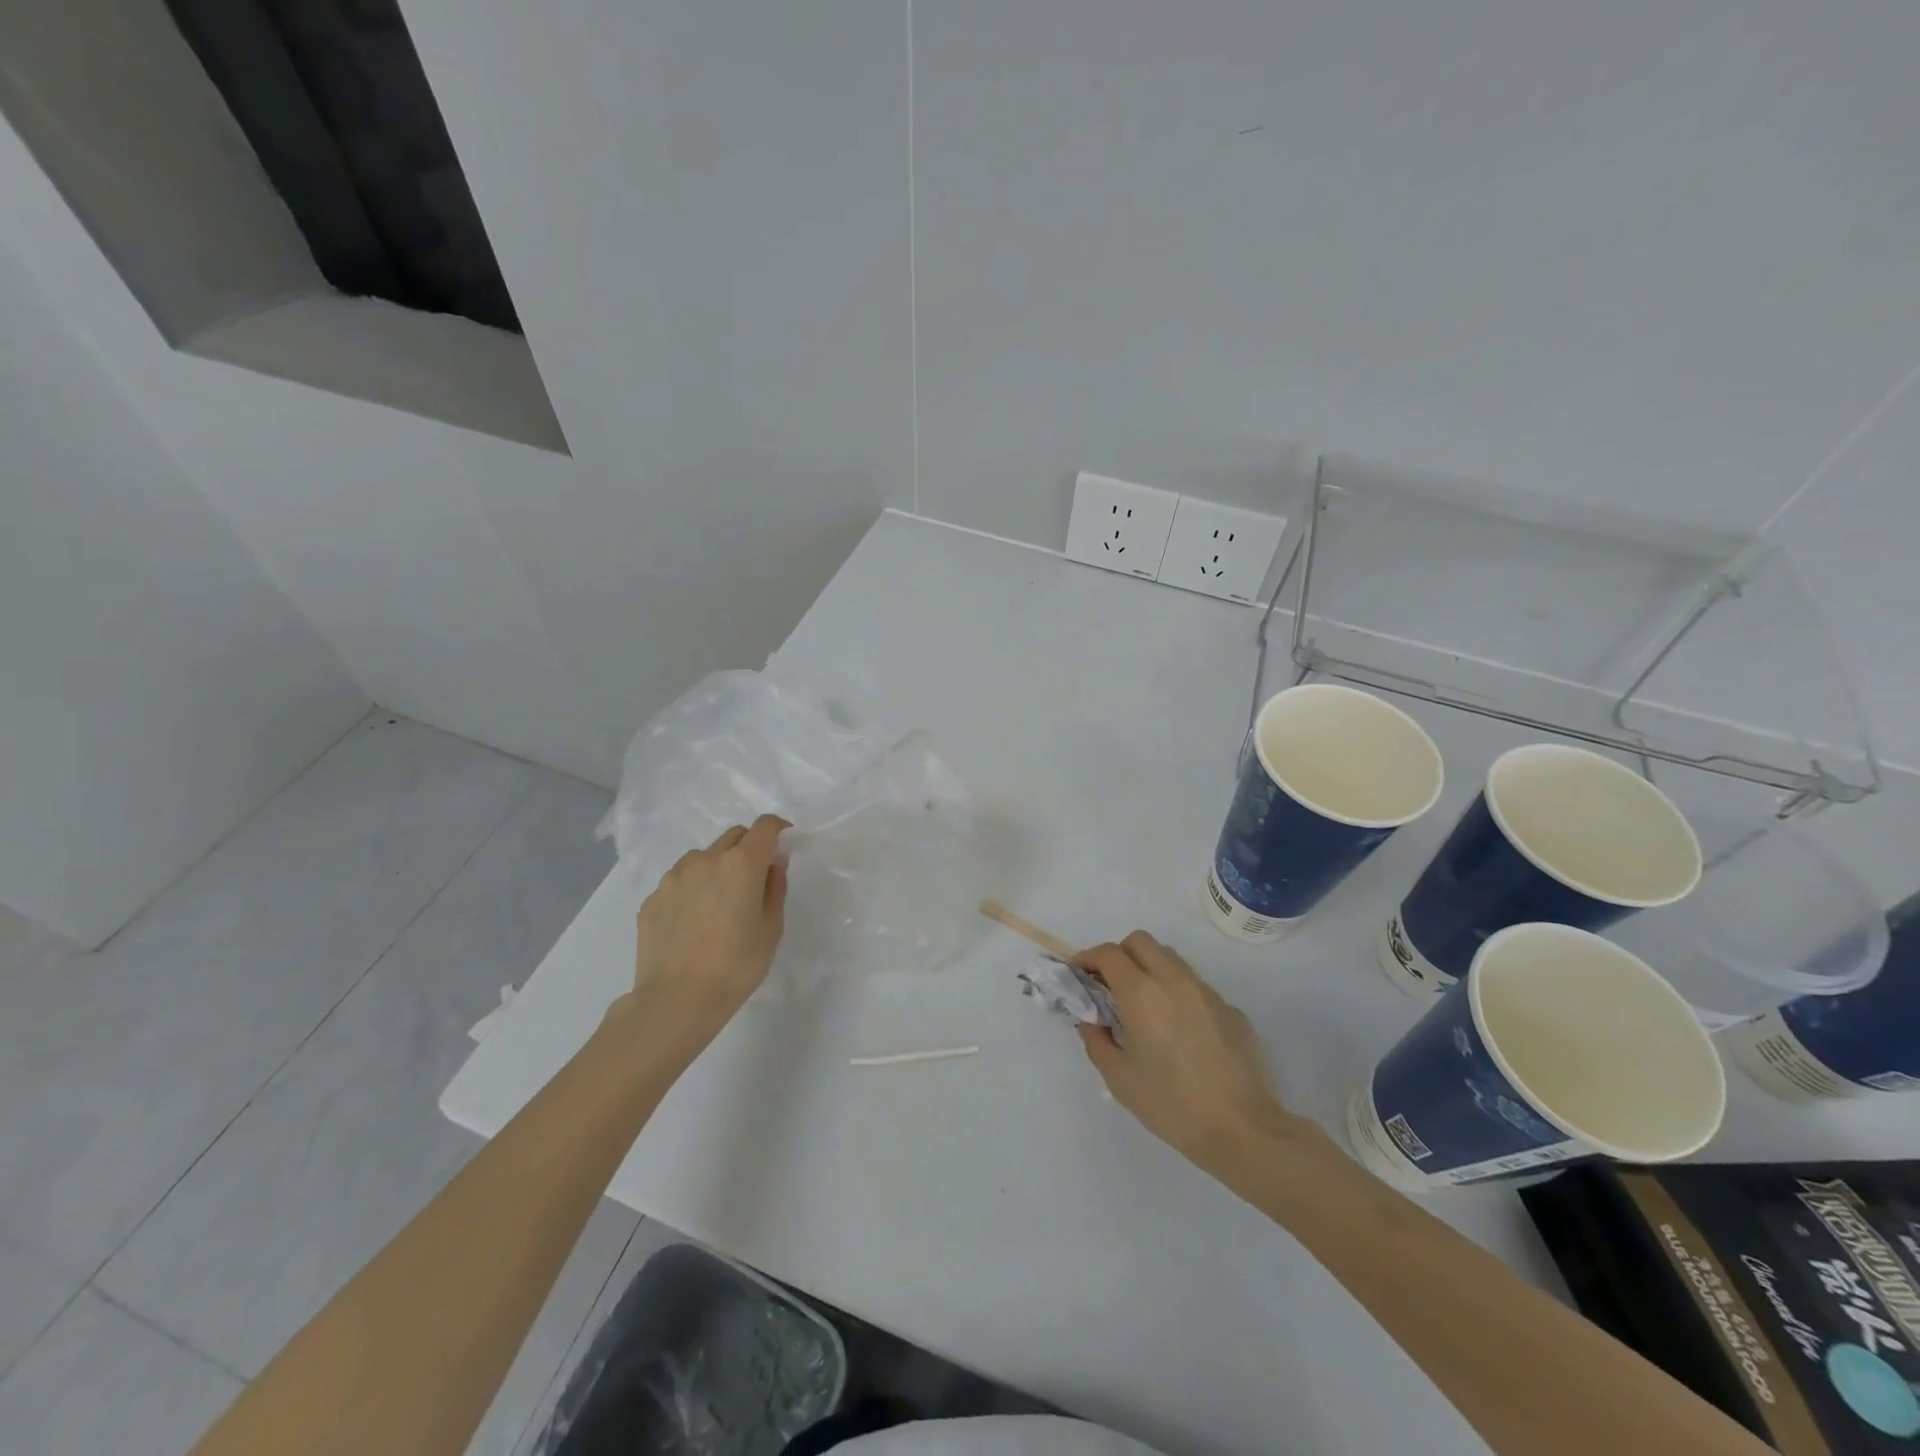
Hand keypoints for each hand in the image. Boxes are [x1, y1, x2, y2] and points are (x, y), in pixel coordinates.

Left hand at [626, 816, 789, 1047]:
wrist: (675, 1001)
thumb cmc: (735, 966)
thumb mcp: (771, 929)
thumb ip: (775, 888)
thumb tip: (773, 864)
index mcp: (741, 864)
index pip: (765, 826)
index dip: (779, 830)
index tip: (784, 846)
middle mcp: (706, 860)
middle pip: (734, 836)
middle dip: (749, 848)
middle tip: (755, 879)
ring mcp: (674, 877)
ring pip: (703, 857)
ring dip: (718, 867)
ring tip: (719, 903)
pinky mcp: (652, 898)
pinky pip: (680, 881)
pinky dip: (693, 889)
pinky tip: (694, 922)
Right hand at [1077, 932, 1308, 1170]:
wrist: (1242, 1130)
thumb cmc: (1171, 1104)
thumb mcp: (1119, 1078)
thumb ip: (1097, 1040)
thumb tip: (1091, 1021)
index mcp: (1142, 993)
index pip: (1109, 953)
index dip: (1088, 958)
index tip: (1080, 976)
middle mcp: (1174, 980)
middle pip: (1141, 942)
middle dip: (1119, 955)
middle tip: (1110, 985)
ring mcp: (1207, 992)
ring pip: (1171, 958)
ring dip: (1149, 969)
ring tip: (1144, 1006)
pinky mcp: (1231, 1009)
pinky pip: (1195, 987)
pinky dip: (1177, 994)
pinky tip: (1180, 1032)